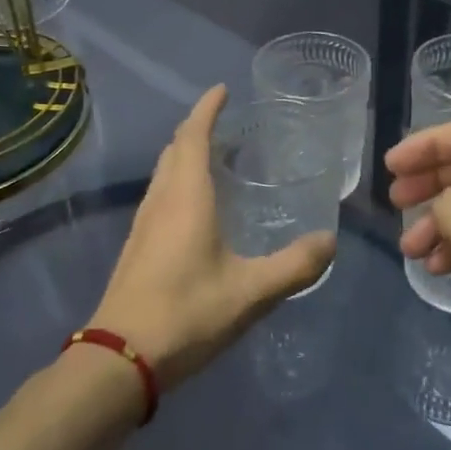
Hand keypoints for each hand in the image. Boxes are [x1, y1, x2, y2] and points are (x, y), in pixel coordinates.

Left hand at [90, 85, 334, 389]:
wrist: (121, 359)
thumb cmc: (187, 313)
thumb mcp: (251, 291)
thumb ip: (294, 266)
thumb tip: (330, 241)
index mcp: (187, 197)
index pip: (193, 136)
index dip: (206, 109)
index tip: (222, 90)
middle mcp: (161, 200)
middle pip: (175, 149)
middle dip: (196, 129)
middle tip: (225, 123)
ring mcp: (143, 223)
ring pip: (163, 173)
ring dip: (184, 155)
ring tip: (214, 157)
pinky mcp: (137, 246)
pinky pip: (159, 195)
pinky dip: (178, 181)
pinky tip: (195, 207)